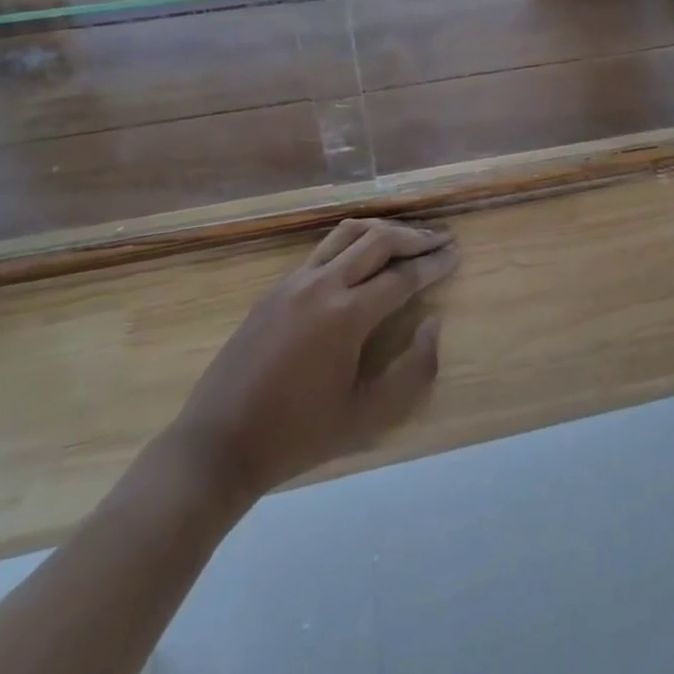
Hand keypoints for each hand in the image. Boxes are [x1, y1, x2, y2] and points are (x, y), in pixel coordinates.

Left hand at [170, 218, 458, 500]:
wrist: (218, 444)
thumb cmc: (298, 436)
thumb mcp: (366, 418)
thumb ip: (413, 371)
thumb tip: (433, 324)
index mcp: (347, 315)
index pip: (403, 276)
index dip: (434, 264)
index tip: (456, 254)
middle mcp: (323, 284)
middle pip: (379, 240)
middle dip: (415, 237)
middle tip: (441, 239)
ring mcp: (295, 280)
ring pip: (348, 233)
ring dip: (383, 230)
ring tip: (407, 237)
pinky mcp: (277, 287)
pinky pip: (324, 248)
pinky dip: (353, 241)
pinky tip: (362, 255)